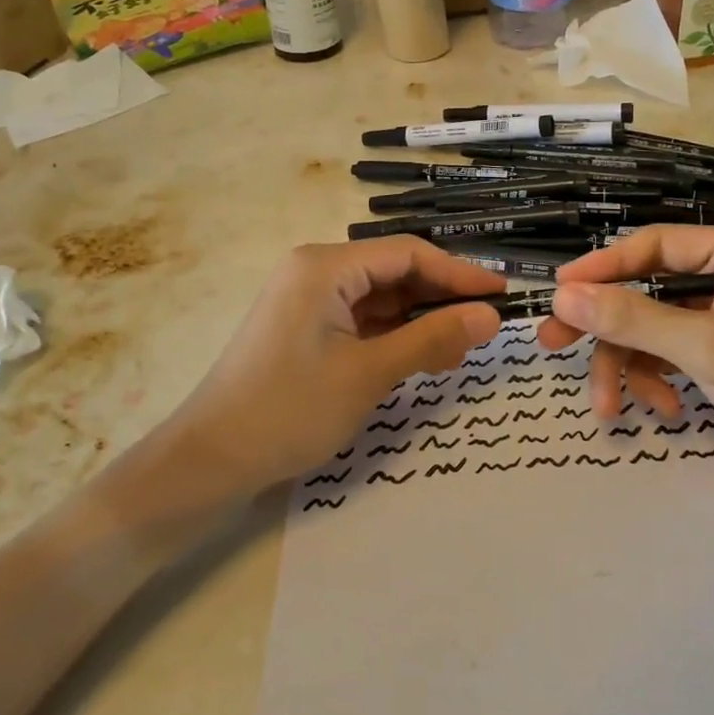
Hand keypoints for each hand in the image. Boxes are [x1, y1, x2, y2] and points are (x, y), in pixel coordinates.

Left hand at [169, 238, 503, 493]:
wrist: (211, 460)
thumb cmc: (289, 409)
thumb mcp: (369, 373)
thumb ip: (432, 339)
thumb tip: (491, 316)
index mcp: (326, 265)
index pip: (408, 254)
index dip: (459, 273)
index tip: (502, 295)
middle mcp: (316, 270)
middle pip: (394, 273)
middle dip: (440, 299)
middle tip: (485, 329)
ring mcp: (309, 299)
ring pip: (381, 299)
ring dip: (420, 321)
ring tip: (459, 351)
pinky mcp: (306, 327)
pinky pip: (362, 320)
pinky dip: (393, 336)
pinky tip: (422, 357)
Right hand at [535, 226, 713, 492]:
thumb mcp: (705, 346)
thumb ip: (631, 318)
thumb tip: (562, 296)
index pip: (656, 245)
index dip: (604, 266)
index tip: (559, 291)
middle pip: (648, 289)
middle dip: (605, 324)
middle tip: (553, 343)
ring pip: (654, 329)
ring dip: (628, 366)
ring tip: (609, 406)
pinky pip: (672, 355)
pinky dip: (657, 381)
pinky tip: (662, 411)